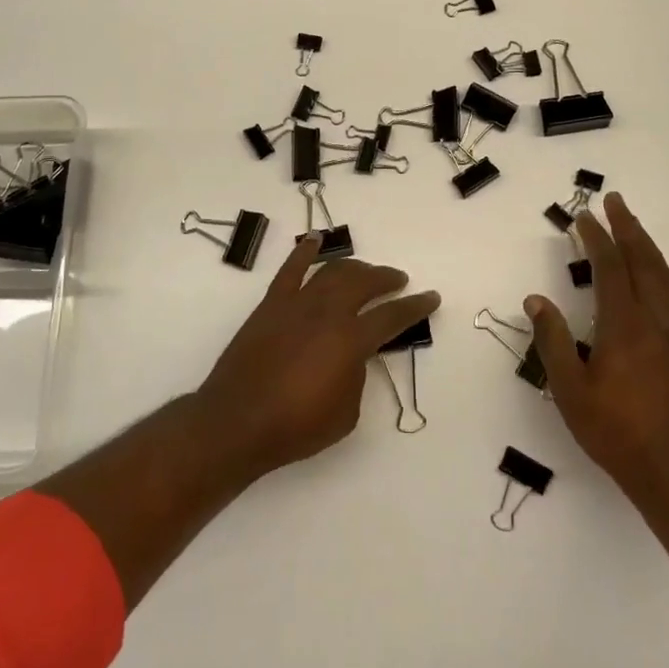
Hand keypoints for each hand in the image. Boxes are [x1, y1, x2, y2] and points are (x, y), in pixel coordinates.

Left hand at [194, 235, 439, 478]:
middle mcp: (327, 312)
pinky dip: (304, 252)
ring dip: (354, 267)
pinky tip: (314, 240)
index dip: (415, 306)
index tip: (431, 297)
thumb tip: (352, 356)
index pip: (392, 316)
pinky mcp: (271, 305)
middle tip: (399, 281)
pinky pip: (290, 270)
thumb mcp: (346, 413)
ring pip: (332, 272)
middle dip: (386, 278)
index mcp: (351, 340)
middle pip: (364, 283)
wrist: (237, 423)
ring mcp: (297, 304)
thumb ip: (357, 377)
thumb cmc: (296, 426)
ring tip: (366, 271)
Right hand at [526, 193, 668, 503]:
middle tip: (613, 202)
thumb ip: (553, 342)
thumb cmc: (616, 432)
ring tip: (636, 223)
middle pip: (641, 263)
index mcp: (622, 326)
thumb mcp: (570, 391)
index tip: (583, 216)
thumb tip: (536, 300)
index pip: (608, 269)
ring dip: (650, 246)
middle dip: (625, 229)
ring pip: (666, 278)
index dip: (596, 238)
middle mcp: (654, 321)